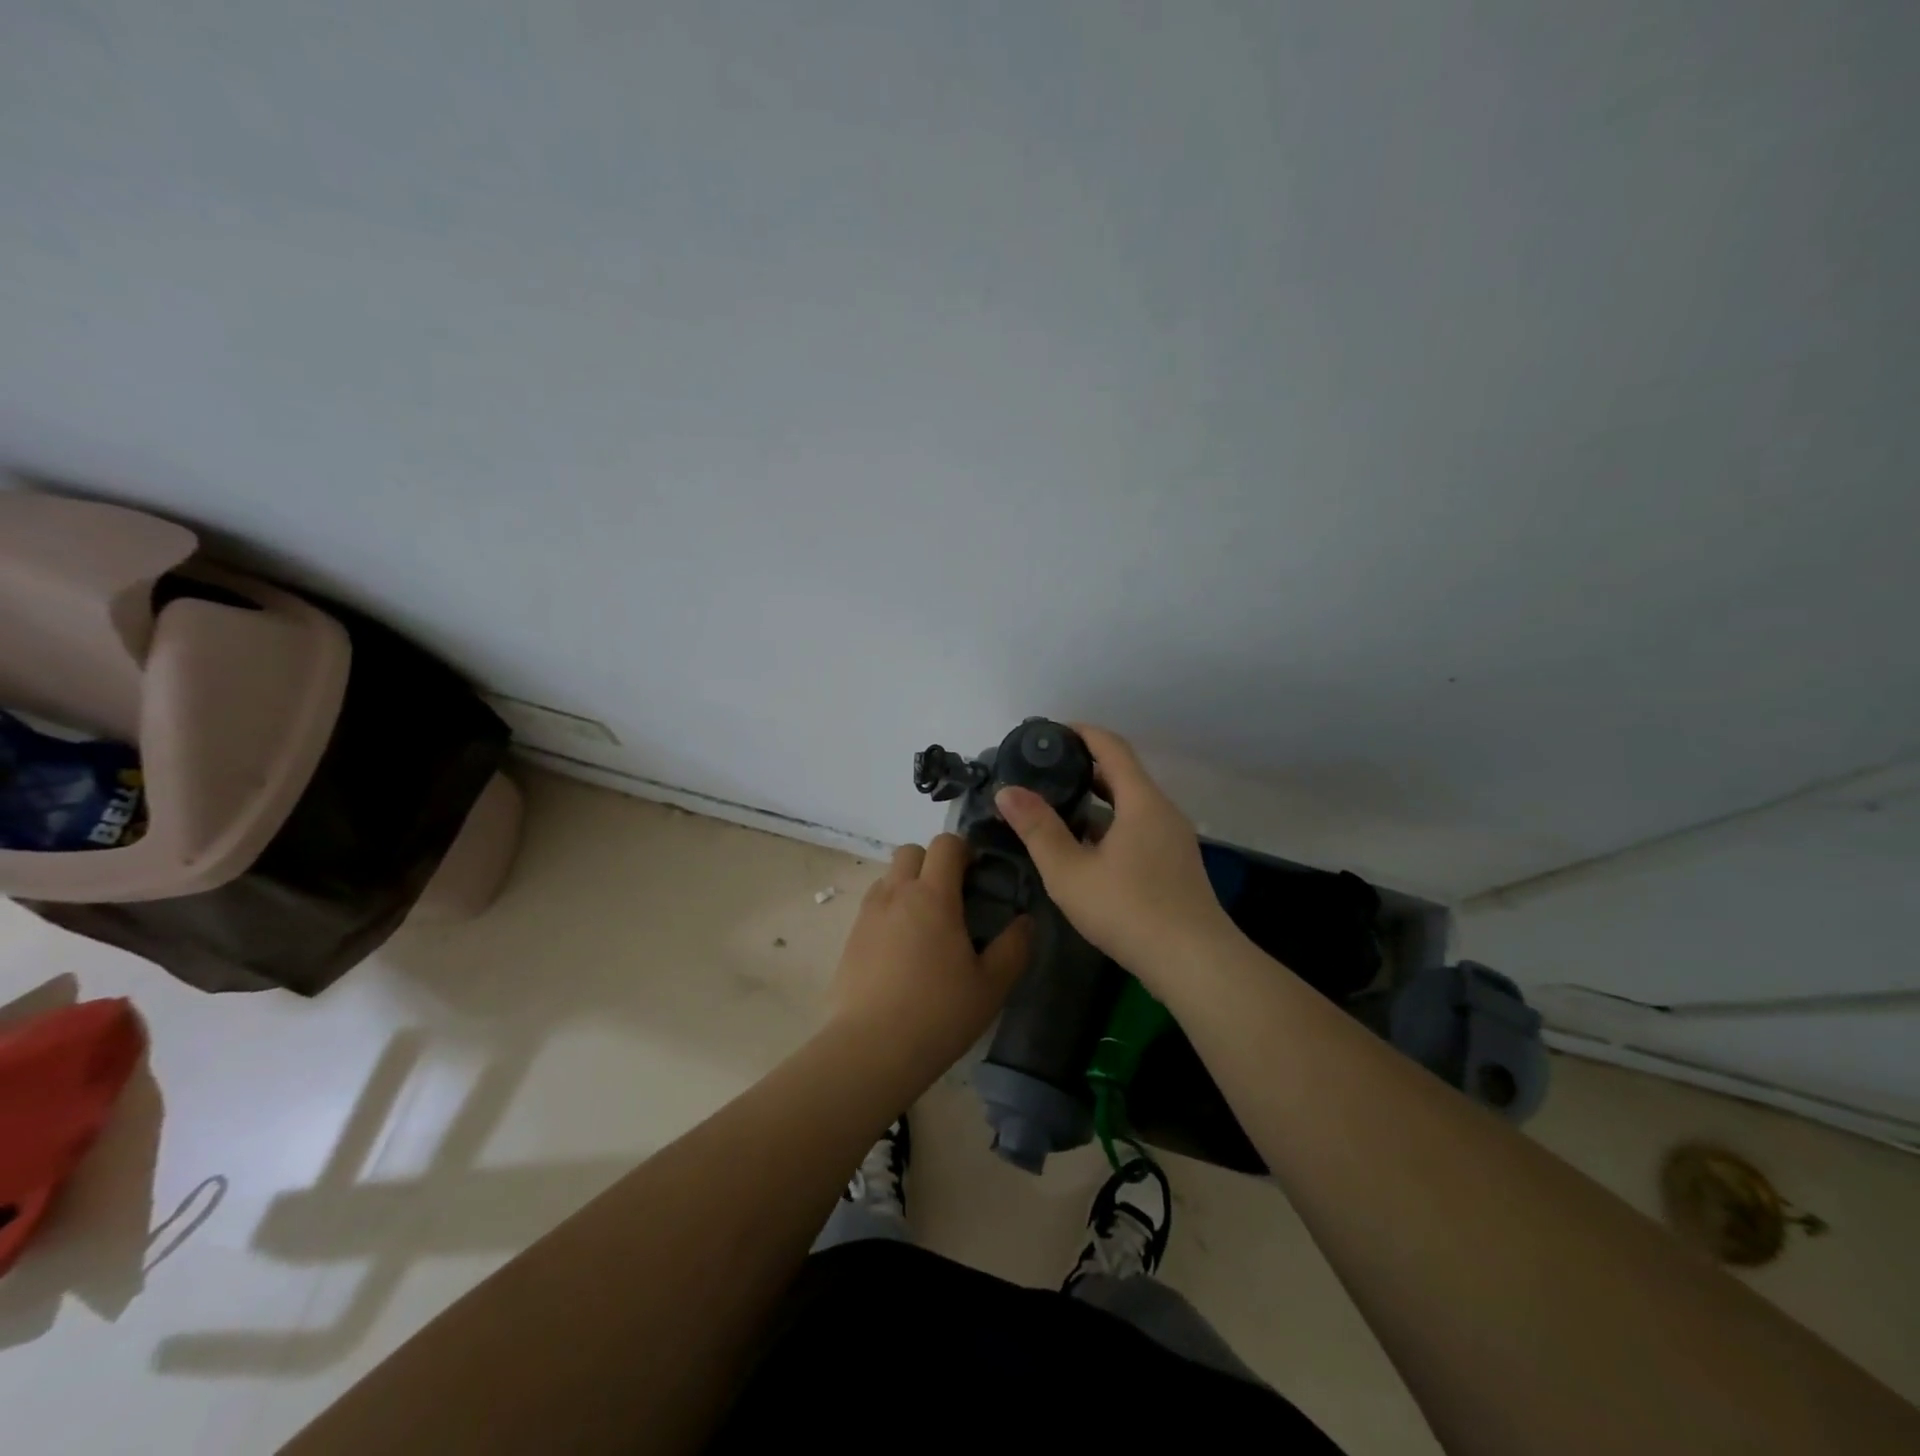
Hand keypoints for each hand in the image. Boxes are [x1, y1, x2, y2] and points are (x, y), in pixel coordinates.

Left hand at [829, 835, 1032, 1083]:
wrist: (870, 1050)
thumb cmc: (938, 1014)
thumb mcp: (991, 986)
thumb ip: (1014, 948)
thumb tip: (1026, 922)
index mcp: (933, 895)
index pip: (945, 844)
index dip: (964, 850)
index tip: (976, 876)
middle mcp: (896, 894)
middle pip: (911, 851)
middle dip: (932, 862)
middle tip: (952, 897)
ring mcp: (868, 914)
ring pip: (889, 877)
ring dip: (909, 885)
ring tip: (926, 926)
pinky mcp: (850, 938)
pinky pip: (873, 906)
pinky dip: (890, 911)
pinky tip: (902, 950)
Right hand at [994, 724, 1234, 981]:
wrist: (1194, 964)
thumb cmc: (1129, 910)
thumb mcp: (1070, 872)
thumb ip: (1038, 829)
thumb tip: (1007, 791)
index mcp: (1141, 801)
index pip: (1111, 747)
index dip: (1081, 733)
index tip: (1048, 733)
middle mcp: (1162, 811)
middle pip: (1121, 774)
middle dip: (1082, 767)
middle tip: (1042, 772)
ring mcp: (1172, 839)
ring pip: (1129, 805)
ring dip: (1094, 800)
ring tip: (1055, 807)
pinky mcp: (1174, 865)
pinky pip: (1137, 829)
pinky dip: (1109, 825)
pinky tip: (1083, 848)